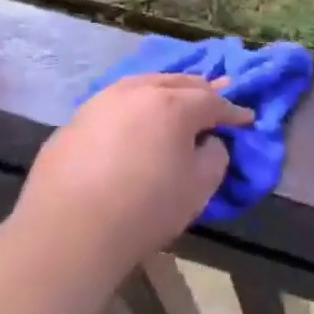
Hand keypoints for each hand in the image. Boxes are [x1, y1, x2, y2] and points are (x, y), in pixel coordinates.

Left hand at [11, 74, 254, 275]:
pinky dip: (134, 108)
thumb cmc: (145, 208)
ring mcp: (102, 101)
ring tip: (176, 99)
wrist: (68, 231)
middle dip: (202, 91)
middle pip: (179, 82)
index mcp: (174, 104)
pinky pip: (116, 105)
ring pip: (144, 85)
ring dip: (166, 91)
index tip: (246, 119)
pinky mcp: (75, 119)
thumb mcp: (199, 187)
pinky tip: (134, 122)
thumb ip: (215, 155)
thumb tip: (208, 142)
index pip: (213, 101)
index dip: (233, 111)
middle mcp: (139, 91)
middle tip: (218, 97)